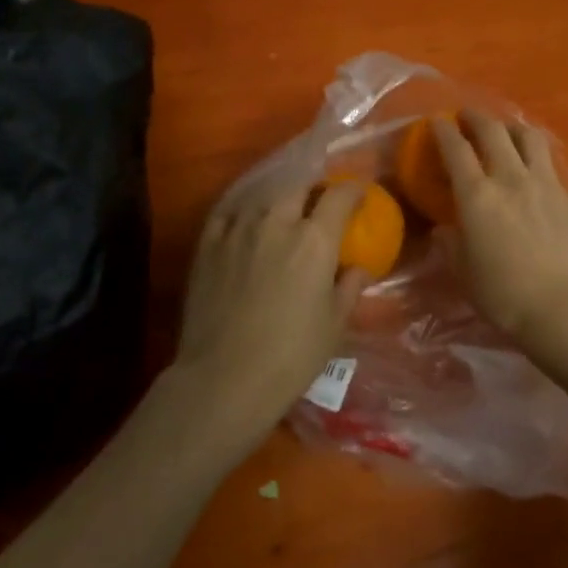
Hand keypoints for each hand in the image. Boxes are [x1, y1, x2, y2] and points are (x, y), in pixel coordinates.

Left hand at [169, 179, 369, 444]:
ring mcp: (238, 229)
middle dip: (314, 190)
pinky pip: (229, 212)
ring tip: (283, 213)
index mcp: (315, 240)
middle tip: (320, 205)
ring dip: (279, 200)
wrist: (223, 380)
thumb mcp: (334, 326)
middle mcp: (277, 222)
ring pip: (263, 196)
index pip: (339, 196)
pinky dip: (244, 211)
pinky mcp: (208, 244)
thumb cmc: (290, 357)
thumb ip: (349, 288)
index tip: (359, 195)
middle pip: (299, 187)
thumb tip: (359, 269)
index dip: (353, 190)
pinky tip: (246, 221)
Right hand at [431, 112, 567, 366]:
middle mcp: (511, 178)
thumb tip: (445, 229)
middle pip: (493, 131)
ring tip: (506, 131)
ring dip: (512, 127)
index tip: (436, 121)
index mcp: (478, 195)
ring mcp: (545, 184)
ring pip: (529, 138)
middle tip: (467, 115)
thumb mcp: (465, 274)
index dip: (443, 131)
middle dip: (476, 117)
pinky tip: (536, 169)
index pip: (456, 149)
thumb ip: (452, 245)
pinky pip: (550, 164)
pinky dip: (537, 157)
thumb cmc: (506, 296)